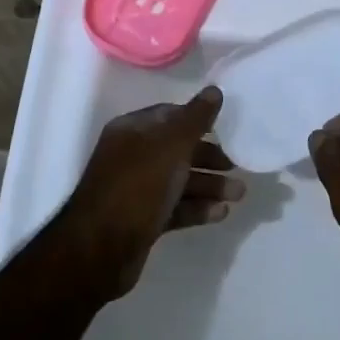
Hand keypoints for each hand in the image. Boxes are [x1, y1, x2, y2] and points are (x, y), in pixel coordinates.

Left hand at [55, 85, 241, 299]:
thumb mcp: (171, 146)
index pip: (170, 115)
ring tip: (239, 194)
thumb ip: (195, 119)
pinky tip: (221, 213)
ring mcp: (136, 189)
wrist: (101, 250)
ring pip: (178, 180)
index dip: (198, 118)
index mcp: (132, 130)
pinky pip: (174, 206)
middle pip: (177, 149)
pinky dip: (197, 207)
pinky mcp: (142, 219)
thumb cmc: (137, 186)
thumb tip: (215, 90)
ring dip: (209, 184)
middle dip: (208, 156)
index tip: (227, 127)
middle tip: (237, 165)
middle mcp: (132, 155)